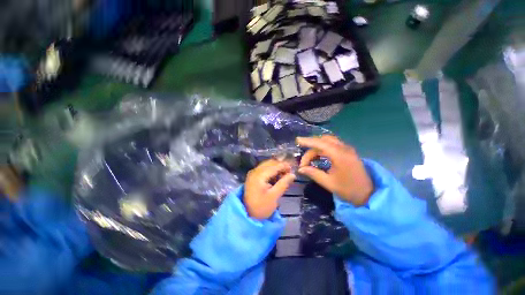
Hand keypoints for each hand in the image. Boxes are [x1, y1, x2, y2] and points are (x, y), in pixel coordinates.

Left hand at [244, 159, 295, 218]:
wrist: (247, 214)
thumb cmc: (261, 207)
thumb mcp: (274, 196)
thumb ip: (283, 184)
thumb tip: (293, 175)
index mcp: (259, 175)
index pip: (274, 166)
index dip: (284, 166)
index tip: (293, 170)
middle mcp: (255, 171)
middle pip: (270, 163)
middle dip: (280, 166)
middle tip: (289, 173)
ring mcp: (253, 173)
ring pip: (267, 165)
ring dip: (276, 168)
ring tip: (284, 175)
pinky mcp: (253, 176)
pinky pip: (264, 169)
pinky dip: (271, 171)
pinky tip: (276, 177)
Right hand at [297, 135, 373, 206]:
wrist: (370, 194)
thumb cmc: (349, 190)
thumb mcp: (329, 183)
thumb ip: (313, 173)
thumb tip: (300, 169)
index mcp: (339, 155)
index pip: (319, 143)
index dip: (307, 141)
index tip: (297, 140)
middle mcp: (344, 148)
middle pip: (323, 140)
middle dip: (311, 147)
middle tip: (304, 159)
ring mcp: (347, 149)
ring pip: (328, 142)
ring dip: (317, 147)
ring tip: (309, 158)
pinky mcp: (348, 152)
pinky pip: (333, 145)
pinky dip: (323, 148)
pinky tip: (319, 157)